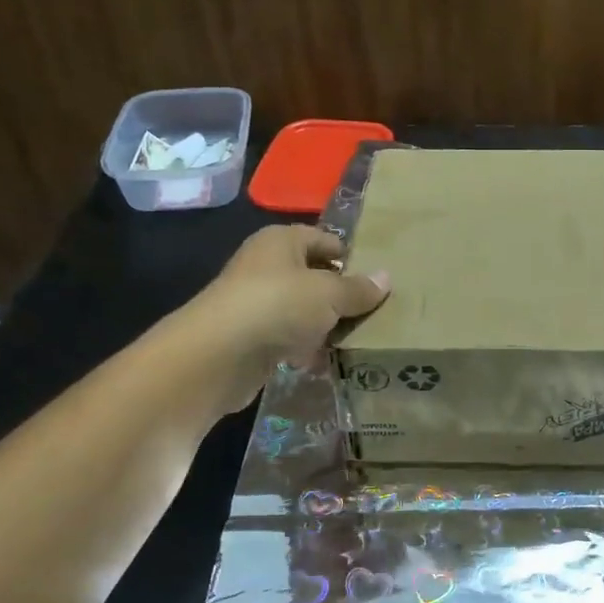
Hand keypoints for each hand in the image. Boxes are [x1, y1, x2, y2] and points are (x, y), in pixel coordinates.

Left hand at [177, 225, 389, 406]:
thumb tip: (386, 279)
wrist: (218, 355)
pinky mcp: (253, 339)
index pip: (325, 240)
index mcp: (281, 241)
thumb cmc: (277, 306)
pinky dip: (308, 349)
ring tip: (362, 339)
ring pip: (304, 311)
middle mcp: (266, 267)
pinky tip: (330, 362)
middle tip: (378, 312)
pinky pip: (291, 339)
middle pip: (315, 277)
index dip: (352, 257)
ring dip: (328, 326)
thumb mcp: (329, 293)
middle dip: (343, 295)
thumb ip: (358, 288)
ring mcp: (257, 304)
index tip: (380, 281)